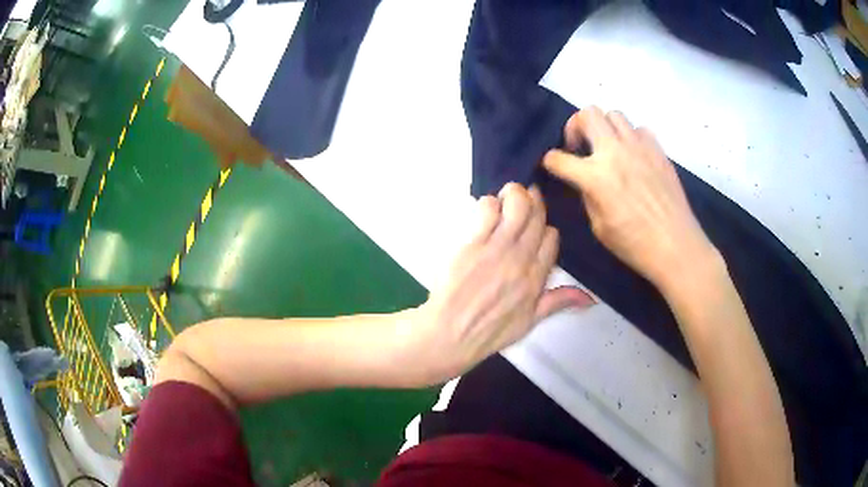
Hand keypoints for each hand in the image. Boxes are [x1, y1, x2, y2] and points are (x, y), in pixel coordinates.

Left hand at [404, 184, 594, 384]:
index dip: (545, 227)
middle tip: (523, 197)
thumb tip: (590, 298)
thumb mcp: (529, 321)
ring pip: (517, 204)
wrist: (449, 335)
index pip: (552, 237)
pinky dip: (489, 203)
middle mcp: (521, 259)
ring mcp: (497, 249)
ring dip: (513, 194)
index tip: (534, 226)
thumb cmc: (487, 331)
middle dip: (533, 200)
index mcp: (536, 277)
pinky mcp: (472, 243)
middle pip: (537, 215)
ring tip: (505, 198)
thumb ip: (558, 302)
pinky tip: (485, 211)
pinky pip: (488, 208)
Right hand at [543, 107, 718, 292]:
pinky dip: (631, 137)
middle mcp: (614, 151)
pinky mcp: (657, 149)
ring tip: (608, 147)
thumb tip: (584, 181)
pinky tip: (634, 155)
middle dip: (575, 125)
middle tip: (580, 145)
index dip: (550, 161)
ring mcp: (639, 146)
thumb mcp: (599, 226)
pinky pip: (639, 129)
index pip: (559, 158)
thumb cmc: (635, 244)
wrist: (675, 244)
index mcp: (595, 176)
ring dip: (604, 127)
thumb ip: (587, 196)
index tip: (553, 164)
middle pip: (587, 114)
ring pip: (614, 114)